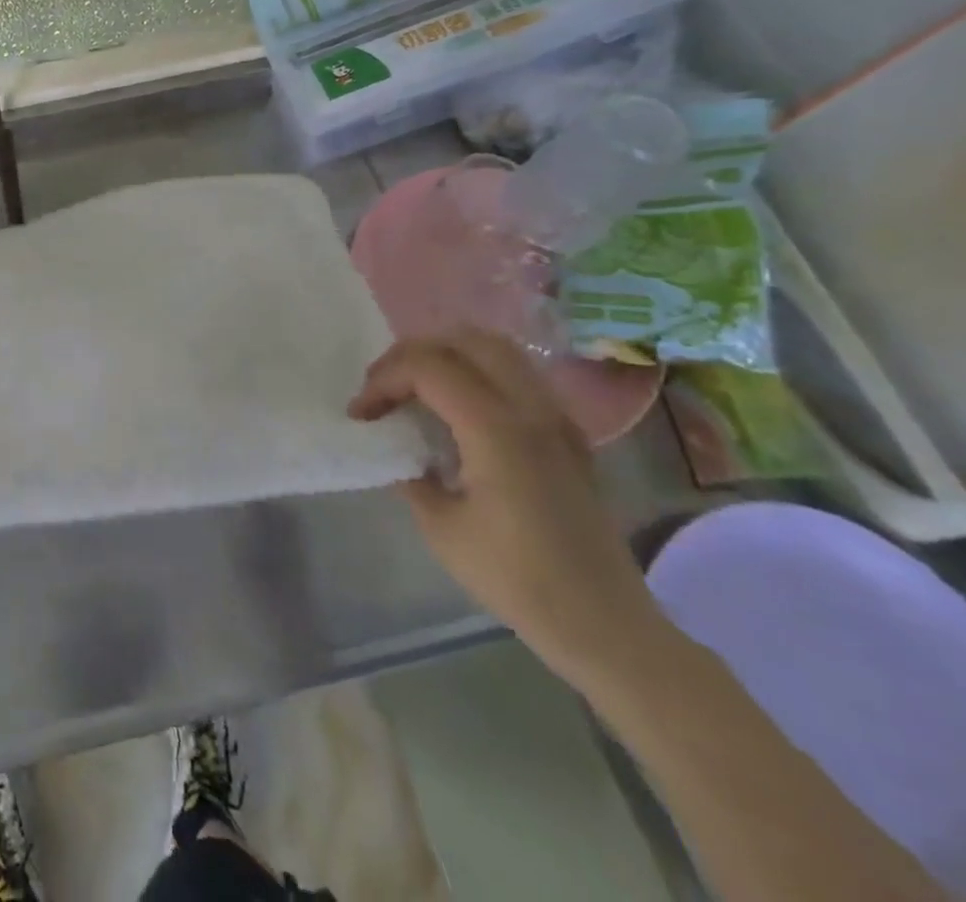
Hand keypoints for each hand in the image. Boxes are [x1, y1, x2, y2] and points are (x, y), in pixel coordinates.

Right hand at [351, 332, 674, 689]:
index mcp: (496, 429)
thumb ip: (411, 471)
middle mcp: (531, 409)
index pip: (427, 367)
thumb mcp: (440, 527)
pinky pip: (519, 376)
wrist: (604, 625)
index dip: (383, 380)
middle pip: (463, 341)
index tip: (361, 414)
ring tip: (417, 389)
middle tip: (385, 388)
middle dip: (412, 354)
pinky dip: (478, 373)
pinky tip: (460, 410)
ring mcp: (557, 418)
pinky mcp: (569, 434)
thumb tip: (397, 446)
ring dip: (447, 356)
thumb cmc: (516, 579)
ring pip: (497, 349)